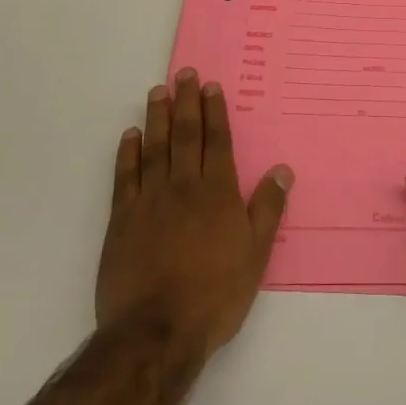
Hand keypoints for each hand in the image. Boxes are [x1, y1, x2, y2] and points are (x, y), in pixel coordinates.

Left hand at [96, 69, 292, 360]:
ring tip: (158, 92)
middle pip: (185, 135)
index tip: (210, 86)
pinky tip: (131, 136)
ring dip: (157, 118)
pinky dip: (128, 153)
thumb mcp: (256, 254)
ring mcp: (149, 200)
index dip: (214, 112)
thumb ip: (267, 208)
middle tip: (183, 74)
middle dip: (186, 102)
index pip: (216, 141)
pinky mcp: (122, 220)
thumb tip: (282, 169)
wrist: (156, 330)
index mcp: (218, 193)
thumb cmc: (215, 293)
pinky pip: (125, 176)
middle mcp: (184, 186)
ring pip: (155, 148)